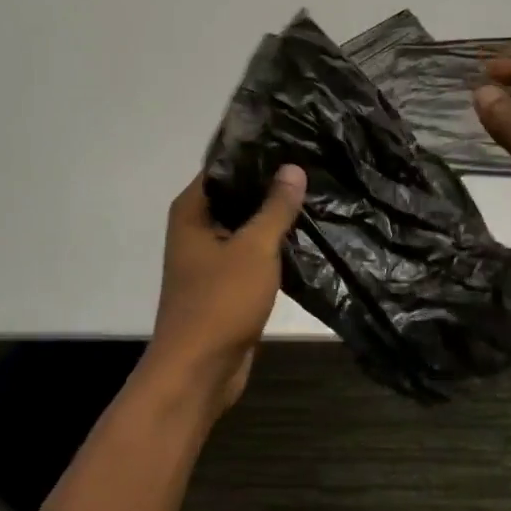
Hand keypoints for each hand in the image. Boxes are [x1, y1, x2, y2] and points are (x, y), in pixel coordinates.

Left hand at [145, 166, 306, 415]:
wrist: (200, 371)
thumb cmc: (220, 301)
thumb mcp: (254, 248)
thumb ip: (275, 207)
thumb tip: (292, 168)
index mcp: (192, 211)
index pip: (224, 166)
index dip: (256, 153)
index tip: (293, 140)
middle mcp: (197, 228)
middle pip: (237, 195)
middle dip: (272, 185)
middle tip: (315, 165)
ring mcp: (212, 257)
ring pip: (248, 227)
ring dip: (276, 218)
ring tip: (318, 193)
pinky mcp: (228, 283)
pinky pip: (254, 254)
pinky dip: (275, 246)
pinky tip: (308, 234)